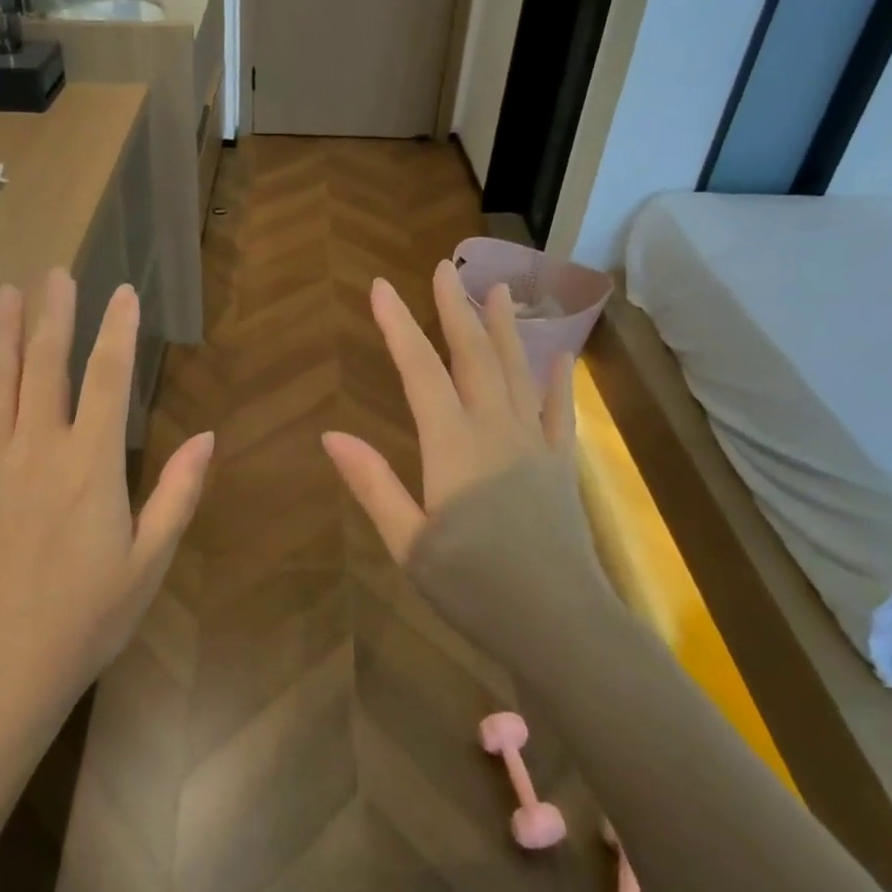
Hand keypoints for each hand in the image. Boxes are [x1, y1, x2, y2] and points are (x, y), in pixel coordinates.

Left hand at [0, 270, 213, 728]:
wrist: (0, 673)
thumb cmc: (88, 620)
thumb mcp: (150, 562)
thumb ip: (177, 494)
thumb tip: (207, 437)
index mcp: (91, 466)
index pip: (108, 379)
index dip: (118, 330)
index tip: (123, 291)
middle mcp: (38, 451)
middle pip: (47, 366)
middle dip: (55, 315)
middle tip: (56, 272)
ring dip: (3, 335)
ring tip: (7, 293)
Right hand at [323, 260, 576, 561]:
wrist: (561, 624)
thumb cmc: (474, 588)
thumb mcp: (409, 543)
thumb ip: (373, 484)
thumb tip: (330, 435)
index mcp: (452, 446)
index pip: (420, 371)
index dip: (398, 326)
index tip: (380, 287)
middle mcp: (494, 430)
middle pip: (472, 356)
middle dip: (453, 309)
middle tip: (443, 267)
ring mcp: (532, 444)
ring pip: (516, 371)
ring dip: (503, 327)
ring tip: (495, 288)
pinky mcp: (560, 465)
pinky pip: (557, 410)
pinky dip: (557, 379)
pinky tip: (560, 354)